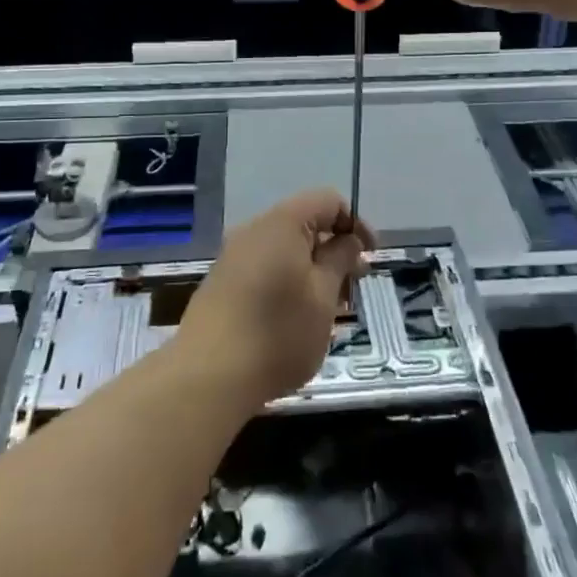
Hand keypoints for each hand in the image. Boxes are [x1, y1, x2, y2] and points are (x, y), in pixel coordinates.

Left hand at [176, 189, 373, 408]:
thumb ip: (340, 260)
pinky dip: (289, 282)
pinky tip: (297, 318)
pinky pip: (265, 268)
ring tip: (329, 310)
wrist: (208, 376)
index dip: (354, 223)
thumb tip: (348, 239)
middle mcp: (254, 231)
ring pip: (285, 250)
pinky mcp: (223, 283)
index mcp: (282, 223)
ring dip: (313, 270)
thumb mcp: (323, 297)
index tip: (369, 257)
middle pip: (304, 224)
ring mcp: (234, 257)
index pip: (327, 201)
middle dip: (334, 251)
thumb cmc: (277, 333)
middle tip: (353, 288)